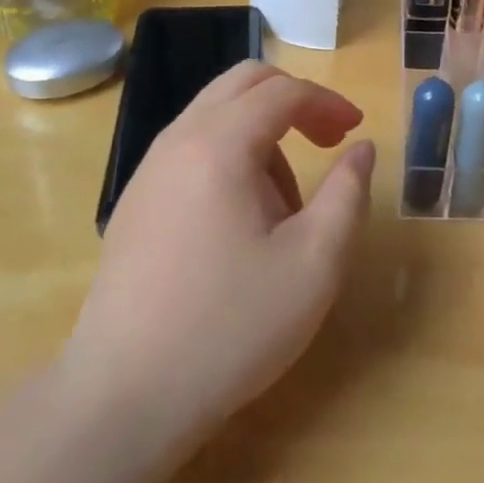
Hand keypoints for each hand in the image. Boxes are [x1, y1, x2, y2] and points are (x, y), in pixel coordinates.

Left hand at [63, 62, 374, 448]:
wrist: (123, 398)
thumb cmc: (230, 327)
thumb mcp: (314, 263)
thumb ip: (348, 193)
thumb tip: (361, 148)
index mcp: (219, 145)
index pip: (283, 92)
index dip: (327, 102)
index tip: (355, 131)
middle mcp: (178, 141)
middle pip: (242, 83)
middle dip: (293, 101)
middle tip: (327, 140)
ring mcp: (149, 170)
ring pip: (216, 114)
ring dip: (262, 132)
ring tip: (285, 203)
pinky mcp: (135, 202)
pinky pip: (192, 147)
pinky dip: (230, 155)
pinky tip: (241, 219)